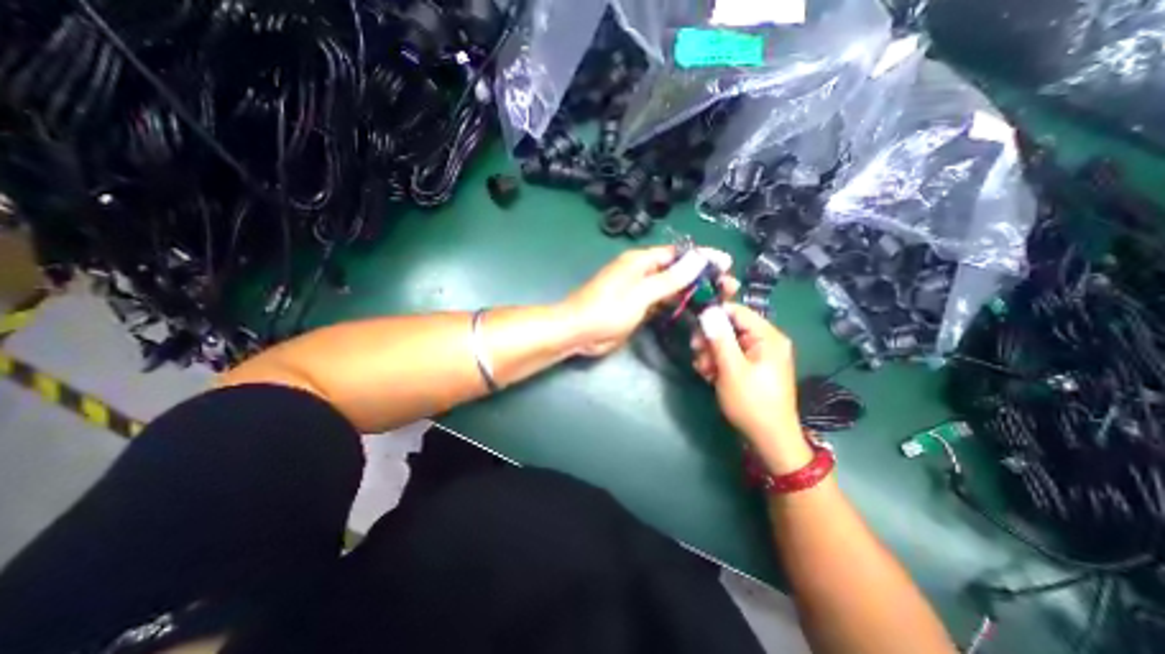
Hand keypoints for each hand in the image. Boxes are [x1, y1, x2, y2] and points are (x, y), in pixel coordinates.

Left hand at [563, 245, 735, 356]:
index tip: (726, 264)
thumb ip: (669, 279)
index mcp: (640, 261)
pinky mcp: (638, 309)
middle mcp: (641, 272)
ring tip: (718, 300)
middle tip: (729, 288)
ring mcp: (640, 292)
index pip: (677, 254)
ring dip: (692, 292)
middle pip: (677, 271)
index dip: (702, 257)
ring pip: (671, 288)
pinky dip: (678, 306)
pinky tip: (694, 312)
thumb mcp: (640, 293)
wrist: (578, 332)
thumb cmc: (606, 310)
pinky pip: (662, 303)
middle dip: (702, 277)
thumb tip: (697, 259)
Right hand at [691, 303, 811, 472]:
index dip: (714, 316)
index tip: (695, 328)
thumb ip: (719, 338)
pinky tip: (709, 376)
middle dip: (710, 339)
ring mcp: (758, 355)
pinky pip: (729, 356)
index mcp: (767, 336)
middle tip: (697, 353)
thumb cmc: (751, 402)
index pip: (737, 311)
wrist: (769, 438)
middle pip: (729, 327)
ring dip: (710, 354)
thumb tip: (708, 310)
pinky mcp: (751, 367)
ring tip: (704, 371)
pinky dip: (717, 363)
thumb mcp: (731, 368)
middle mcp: (765, 341)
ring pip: (725, 342)